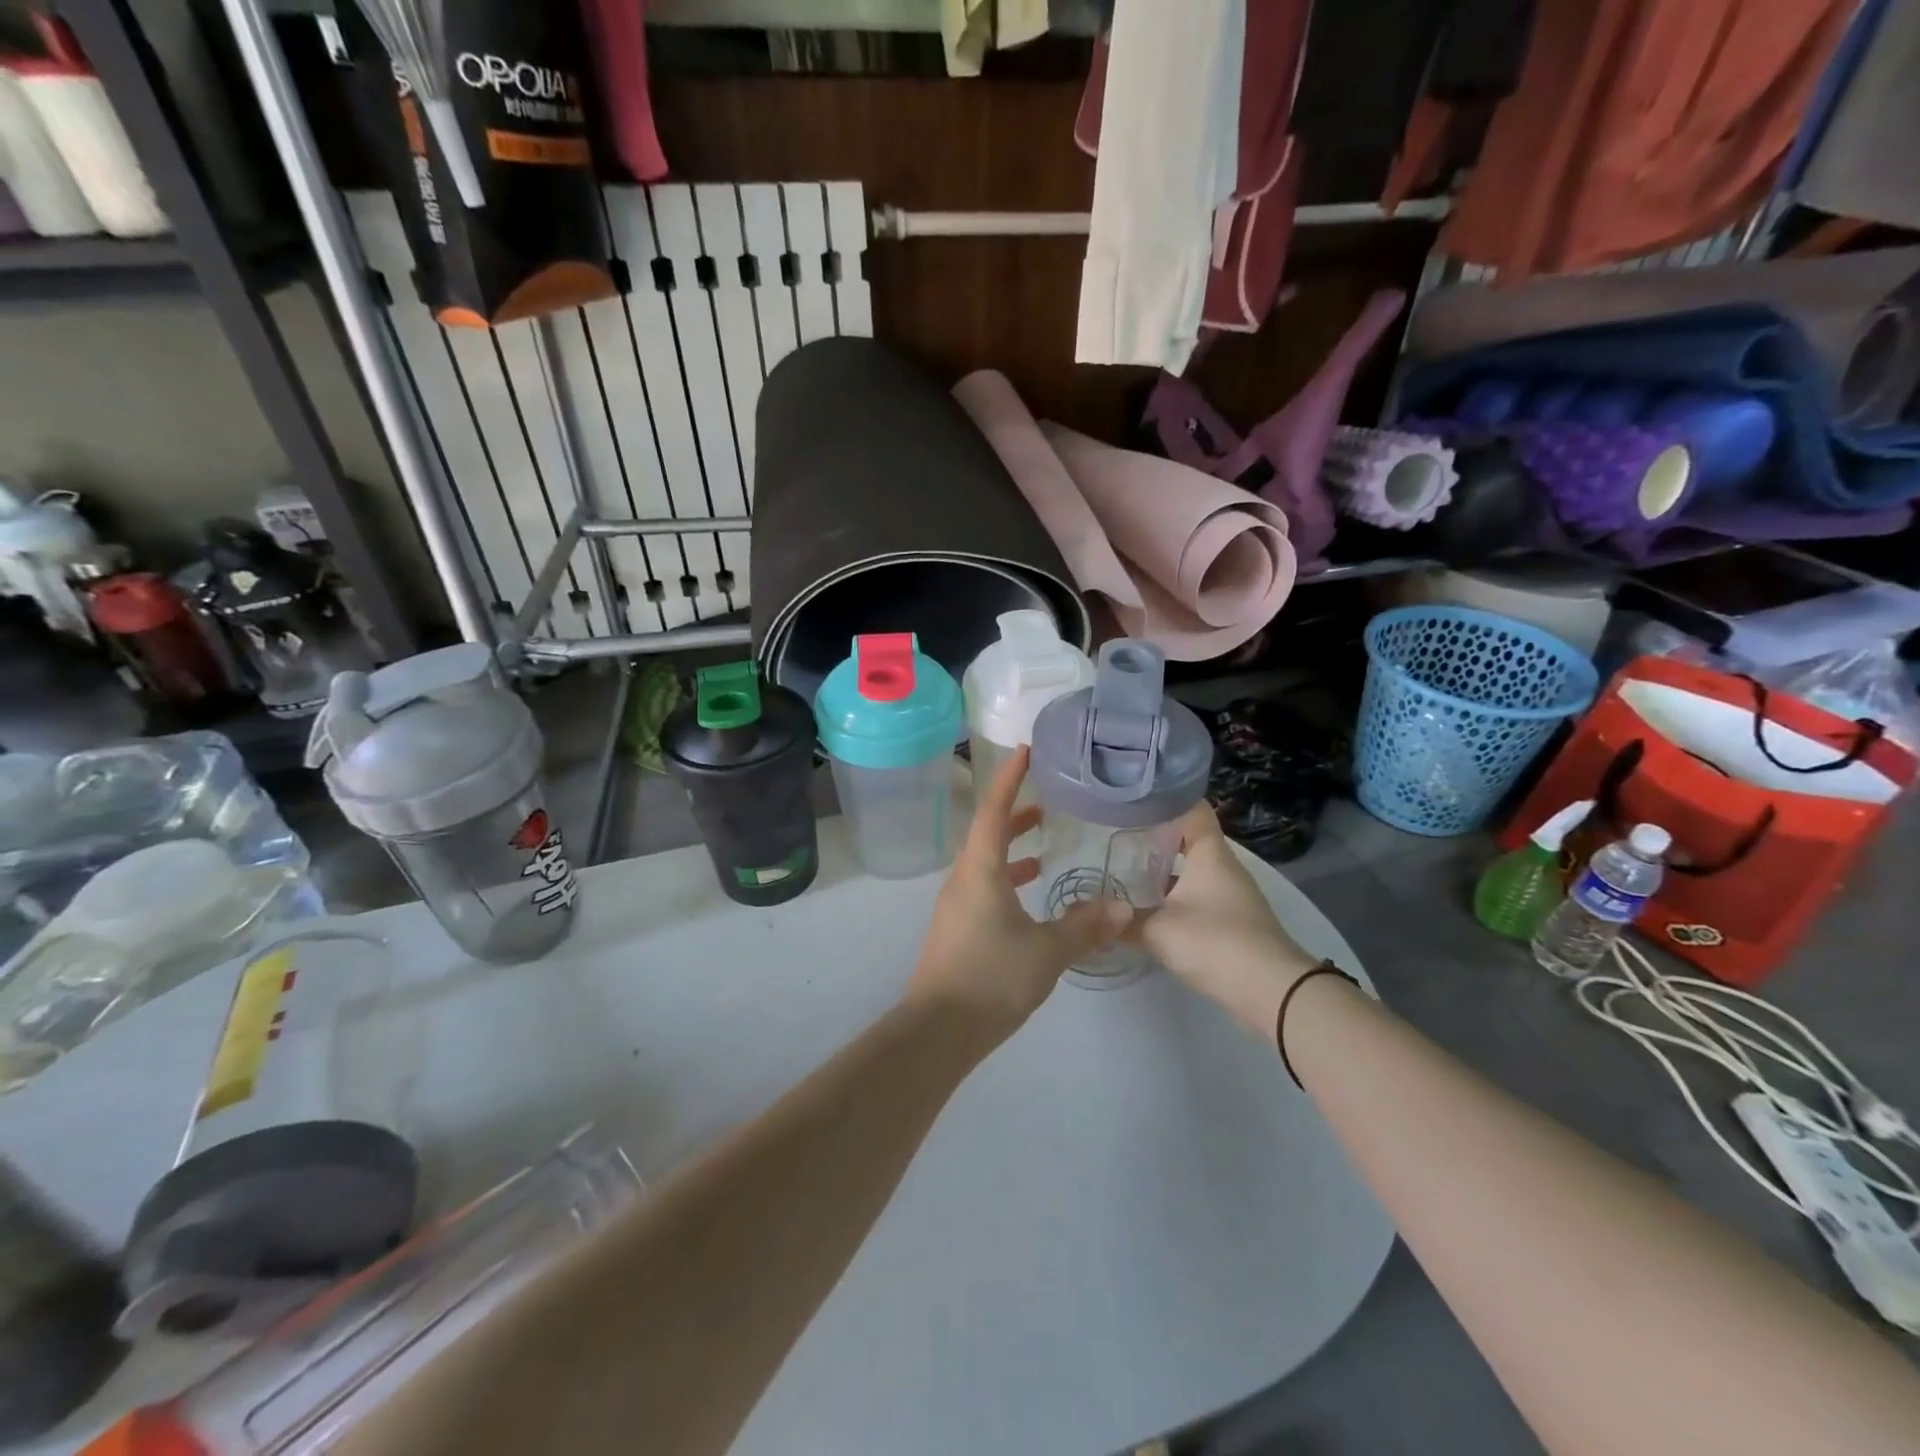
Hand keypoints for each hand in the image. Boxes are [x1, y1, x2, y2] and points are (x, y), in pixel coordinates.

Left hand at [906, 747, 1130, 1043]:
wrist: (938, 1031)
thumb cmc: (991, 977)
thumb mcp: (1046, 951)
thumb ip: (1085, 926)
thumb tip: (1123, 908)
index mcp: (979, 871)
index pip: (992, 810)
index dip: (1009, 780)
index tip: (1025, 752)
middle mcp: (963, 880)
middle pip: (987, 835)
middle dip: (1015, 816)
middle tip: (1046, 805)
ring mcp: (957, 907)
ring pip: (986, 865)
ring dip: (1012, 852)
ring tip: (1044, 851)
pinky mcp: (958, 931)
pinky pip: (985, 891)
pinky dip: (1008, 883)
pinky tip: (1031, 903)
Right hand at [1135, 801, 1316, 1038]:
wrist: (1272, 992)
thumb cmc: (1215, 942)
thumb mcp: (1159, 930)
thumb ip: (1124, 920)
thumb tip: (1091, 914)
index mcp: (1210, 854)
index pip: (1191, 808)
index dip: (1163, 800)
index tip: (1131, 801)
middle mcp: (1223, 867)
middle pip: (1187, 840)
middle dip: (1153, 839)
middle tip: (1114, 840)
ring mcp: (1231, 895)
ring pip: (1191, 872)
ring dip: (1162, 873)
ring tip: (1123, 874)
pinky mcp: (1233, 922)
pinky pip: (1197, 898)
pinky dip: (1174, 899)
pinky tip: (1148, 911)